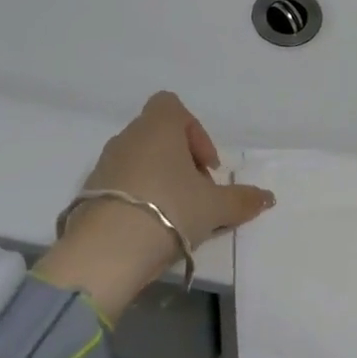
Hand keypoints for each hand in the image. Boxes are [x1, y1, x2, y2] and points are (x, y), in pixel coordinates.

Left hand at [33, 92, 273, 317]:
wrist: (106, 250)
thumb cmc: (169, 209)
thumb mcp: (215, 207)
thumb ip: (242, 200)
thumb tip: (268, 197)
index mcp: (158, 126)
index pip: (173, 106)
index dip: (195, 132)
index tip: (207, 167)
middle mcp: (128, 136)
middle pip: (159, 136)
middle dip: (181, 162)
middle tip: (197, 195)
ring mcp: (104, 163)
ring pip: (139, 160)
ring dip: (159, 180)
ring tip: (175, 216)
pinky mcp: (87, 192)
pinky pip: (120, 184)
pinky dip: (136, 198)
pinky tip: (147, 228)